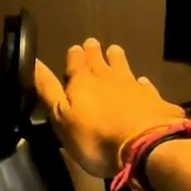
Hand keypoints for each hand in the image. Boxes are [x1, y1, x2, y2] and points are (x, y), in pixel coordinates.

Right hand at [34, 40, 183, 179]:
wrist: (145, 147)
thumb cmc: (95, 137)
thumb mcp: (61, 117)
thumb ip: (48, 90)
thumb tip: (34, 61)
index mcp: (82, 82)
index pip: (75, 62)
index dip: (74, 55)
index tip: (74, 47)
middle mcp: (109, 78)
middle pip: (100, 61)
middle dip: (94, 52)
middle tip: (92, 43)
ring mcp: (135, 88)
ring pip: (124, 67)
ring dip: (118, 59)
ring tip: (115, 50)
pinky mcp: (156, 101)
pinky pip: (147, 87)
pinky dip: (143, 83)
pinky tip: (143, 82)